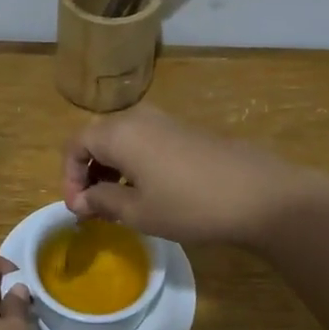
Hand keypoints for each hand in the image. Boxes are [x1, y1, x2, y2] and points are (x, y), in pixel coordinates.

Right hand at [62, 106, 314, 248]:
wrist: (259, 195)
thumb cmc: (189, 205)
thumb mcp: (137, 211)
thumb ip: (101, 201)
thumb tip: (81, 200)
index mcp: (118, 133)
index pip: (75, 146)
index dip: (69, 178)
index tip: (77, 210)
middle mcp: (137, 118)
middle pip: (97, 139)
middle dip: (88, 174)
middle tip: (93, 209)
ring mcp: (165, 121)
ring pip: (122, 141)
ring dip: (111, 170)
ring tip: (118, 205)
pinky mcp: (185, 131)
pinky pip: (144, 143)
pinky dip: (134, 165)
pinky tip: (148, 193)